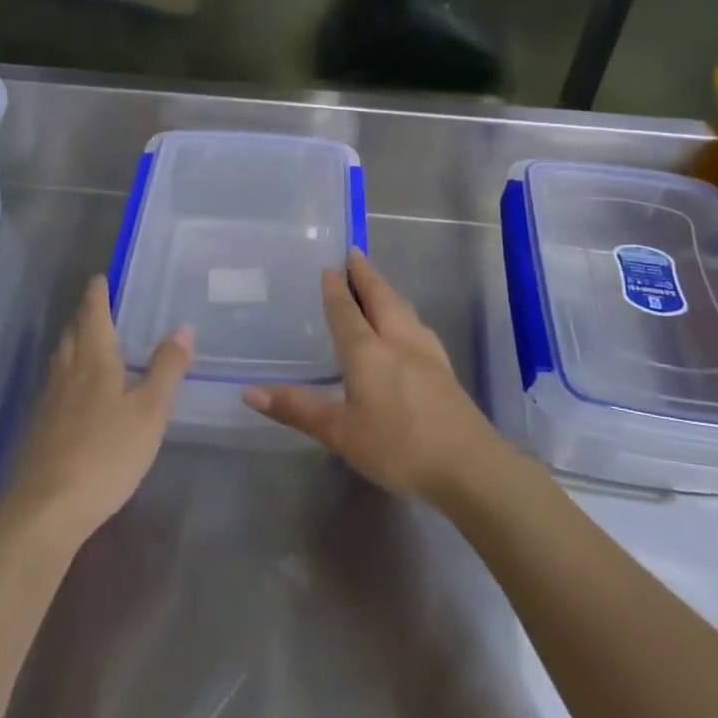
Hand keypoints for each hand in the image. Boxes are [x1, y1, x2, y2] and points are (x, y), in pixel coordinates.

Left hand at [4, 275, 192, 544]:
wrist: (46, 509)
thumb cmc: (106, 453)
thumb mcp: (150, 410)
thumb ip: (167, 368)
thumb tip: (183, 327)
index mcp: (94, 361)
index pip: (94, 316)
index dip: (97, 295)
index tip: (99, 278)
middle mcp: (66, 374)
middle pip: (71, 335)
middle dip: (83, 318)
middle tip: (95, 308)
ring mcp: (47, 404)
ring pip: (60, 361)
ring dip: (72, 345)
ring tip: (86, 343)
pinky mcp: (38, 432)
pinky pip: (54, 389)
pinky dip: (66, 377)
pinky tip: (74, 396)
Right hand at [243, 251, 506, 504]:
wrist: (468, 464)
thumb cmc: (397, 446)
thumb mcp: (340, 433)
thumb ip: (298, 409)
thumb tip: (249, 391)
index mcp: (368, 352)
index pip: (347, 312)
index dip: (336, 289)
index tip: (330, 266)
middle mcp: (398, 341)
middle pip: (381, 298)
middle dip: (366, 275)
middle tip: (355, 253)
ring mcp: (427, 352)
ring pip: (404, 309)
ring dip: (387, 290)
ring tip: (378, 283)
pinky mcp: (444, 369)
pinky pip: (418, 325)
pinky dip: (405, 313)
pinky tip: (409, 326)